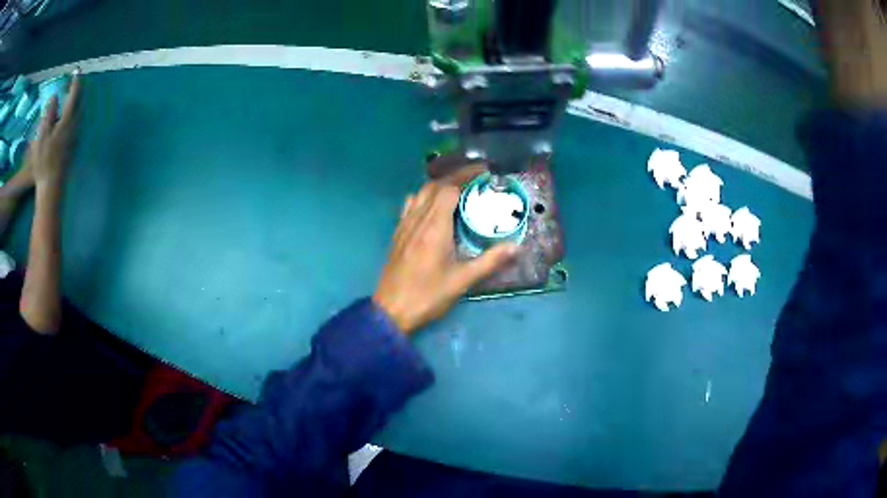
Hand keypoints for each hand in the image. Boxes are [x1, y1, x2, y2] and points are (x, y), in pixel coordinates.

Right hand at [26, 75, 81, 189]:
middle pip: (81, 101)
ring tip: (70, 96)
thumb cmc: (44, 162)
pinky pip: (78, 122)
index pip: (75, 94)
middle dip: (78, 89)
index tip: (76, 70)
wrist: (52, 188)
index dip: (76, 81)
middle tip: (73, 82)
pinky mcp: (75, 146)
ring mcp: (77, 136)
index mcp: (68, 120)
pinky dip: (75, 113)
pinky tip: (68, 116)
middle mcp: (76, 126)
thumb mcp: (42, 137)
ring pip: (80, 112)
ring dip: (77, 101)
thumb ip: (49, 114)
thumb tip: (55, 96)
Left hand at [373, 166, 518, 333]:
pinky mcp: (397, 234)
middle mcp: (417, 220)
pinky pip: (410, 205)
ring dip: (439, 185)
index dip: (466, 177)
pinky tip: (432, 206)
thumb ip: (490, 261)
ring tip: (457, 189)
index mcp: (434, 227)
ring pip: (420, 193)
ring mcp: (404, 225)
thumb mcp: (463, 281)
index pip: (449, 189)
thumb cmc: (428, 296)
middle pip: (434, 186)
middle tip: (476, 178)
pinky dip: (423, 197)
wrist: (391, 310)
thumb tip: (516, 247)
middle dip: (455, 177)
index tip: (484, 174)